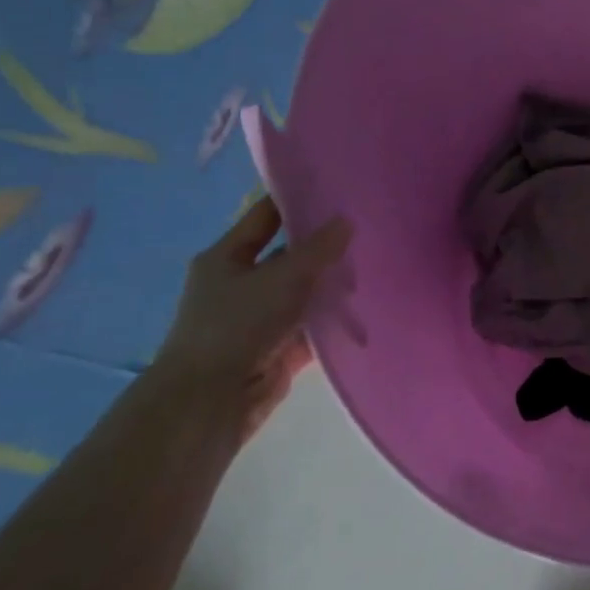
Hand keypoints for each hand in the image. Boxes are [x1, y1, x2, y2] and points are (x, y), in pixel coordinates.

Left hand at [154, 197, 352, 439]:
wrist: (211, 400)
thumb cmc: (237, 325)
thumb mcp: (282, 277)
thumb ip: (318, 249)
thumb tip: (346, 220)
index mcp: (226, 257)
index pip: (266, 216)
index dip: (297, 200)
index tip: (337, 189)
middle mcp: (241, 284)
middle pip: (289, 256)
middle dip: (325, 246)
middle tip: (369, 229)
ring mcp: (259, 318)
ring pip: (304, 293)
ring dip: (333, 286)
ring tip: (377, 268)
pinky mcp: (278, 348)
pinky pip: (312, 327)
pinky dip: (335, 322)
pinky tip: (368, 310)